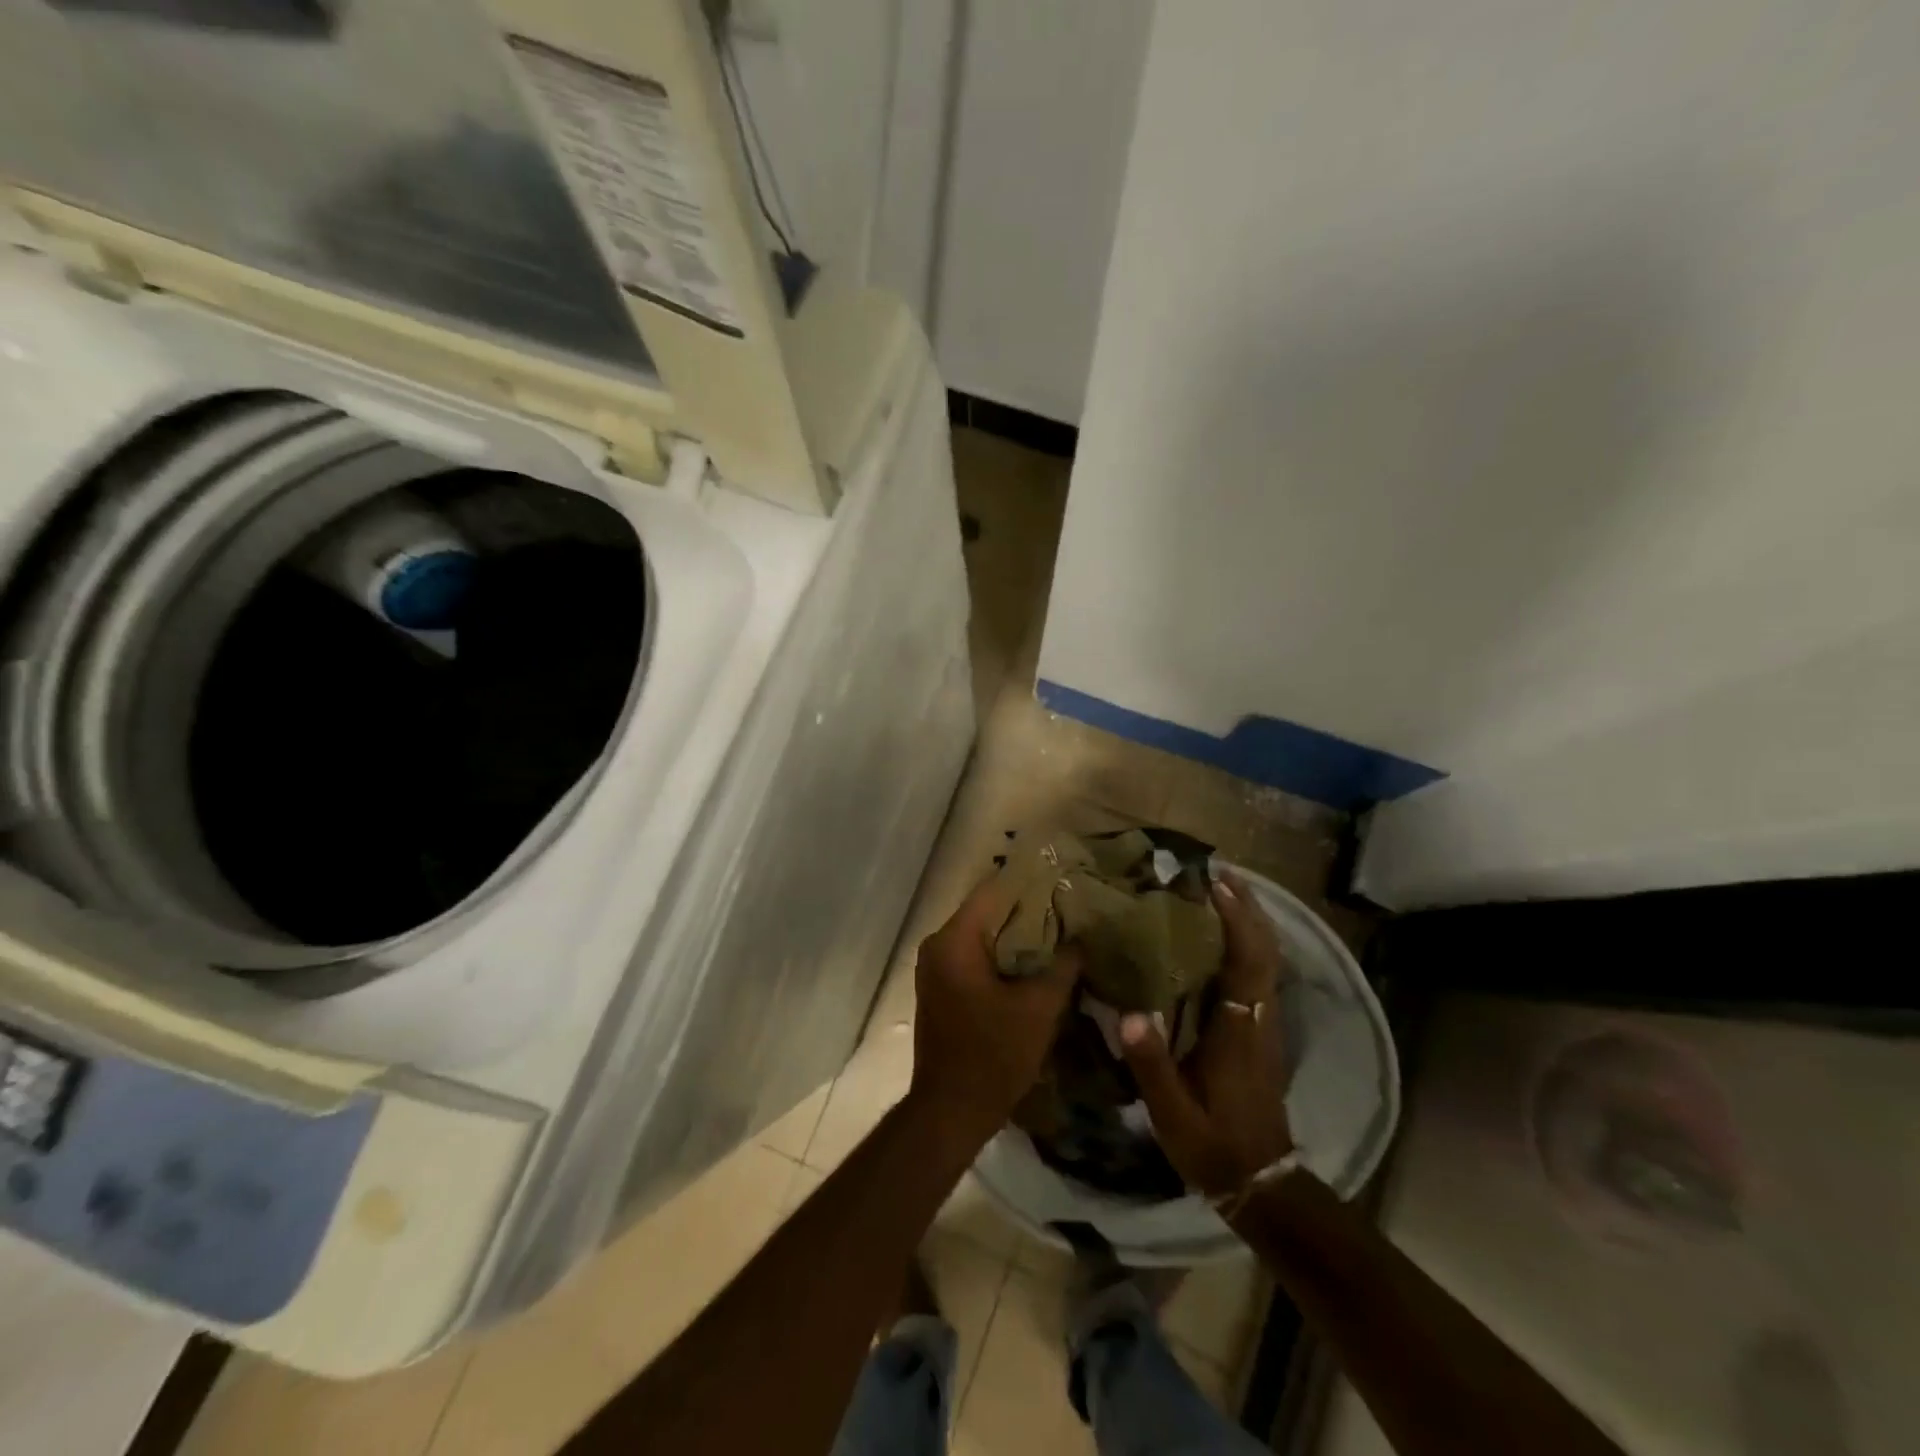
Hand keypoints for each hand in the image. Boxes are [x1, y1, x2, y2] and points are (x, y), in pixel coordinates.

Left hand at [910, 875, 1081, 1144]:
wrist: (952, 1110)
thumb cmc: (994, 1055)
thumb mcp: (1039, 1009)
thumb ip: (1063, 966)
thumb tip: (1080, 940)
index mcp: (955, 940)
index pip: (993, 891)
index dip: (1030, 883)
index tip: (1063, 881)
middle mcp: (937, 945)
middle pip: (987, 912)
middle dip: (1027, 910)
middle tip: (1068, 908)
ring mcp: (935, 967)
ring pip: (982, 935)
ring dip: (1016, 935)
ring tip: (1058, 933)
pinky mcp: (940, 988)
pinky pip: (974, 957)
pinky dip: (1001, 956)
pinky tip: (1033, 963)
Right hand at [1120, 870, 1293, 1196]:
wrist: (1261, 1182)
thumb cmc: (1214, 1143)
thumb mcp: (1173, 1112)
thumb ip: (1151, 1064)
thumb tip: (1129, 1012)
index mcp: (1238, 1029)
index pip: (1245, 963)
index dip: (1235, 920)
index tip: (1215, 883)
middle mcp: (1258, 1017)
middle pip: (1265, 951)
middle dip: (1248, 908)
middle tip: (1219, 873)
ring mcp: (1264, 1023)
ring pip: (1267, 960)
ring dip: (1250, 922)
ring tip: (1219, 893)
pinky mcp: (1261, 1031)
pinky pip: (1260, 973)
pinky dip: (1248, 944)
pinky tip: (1221, 937)